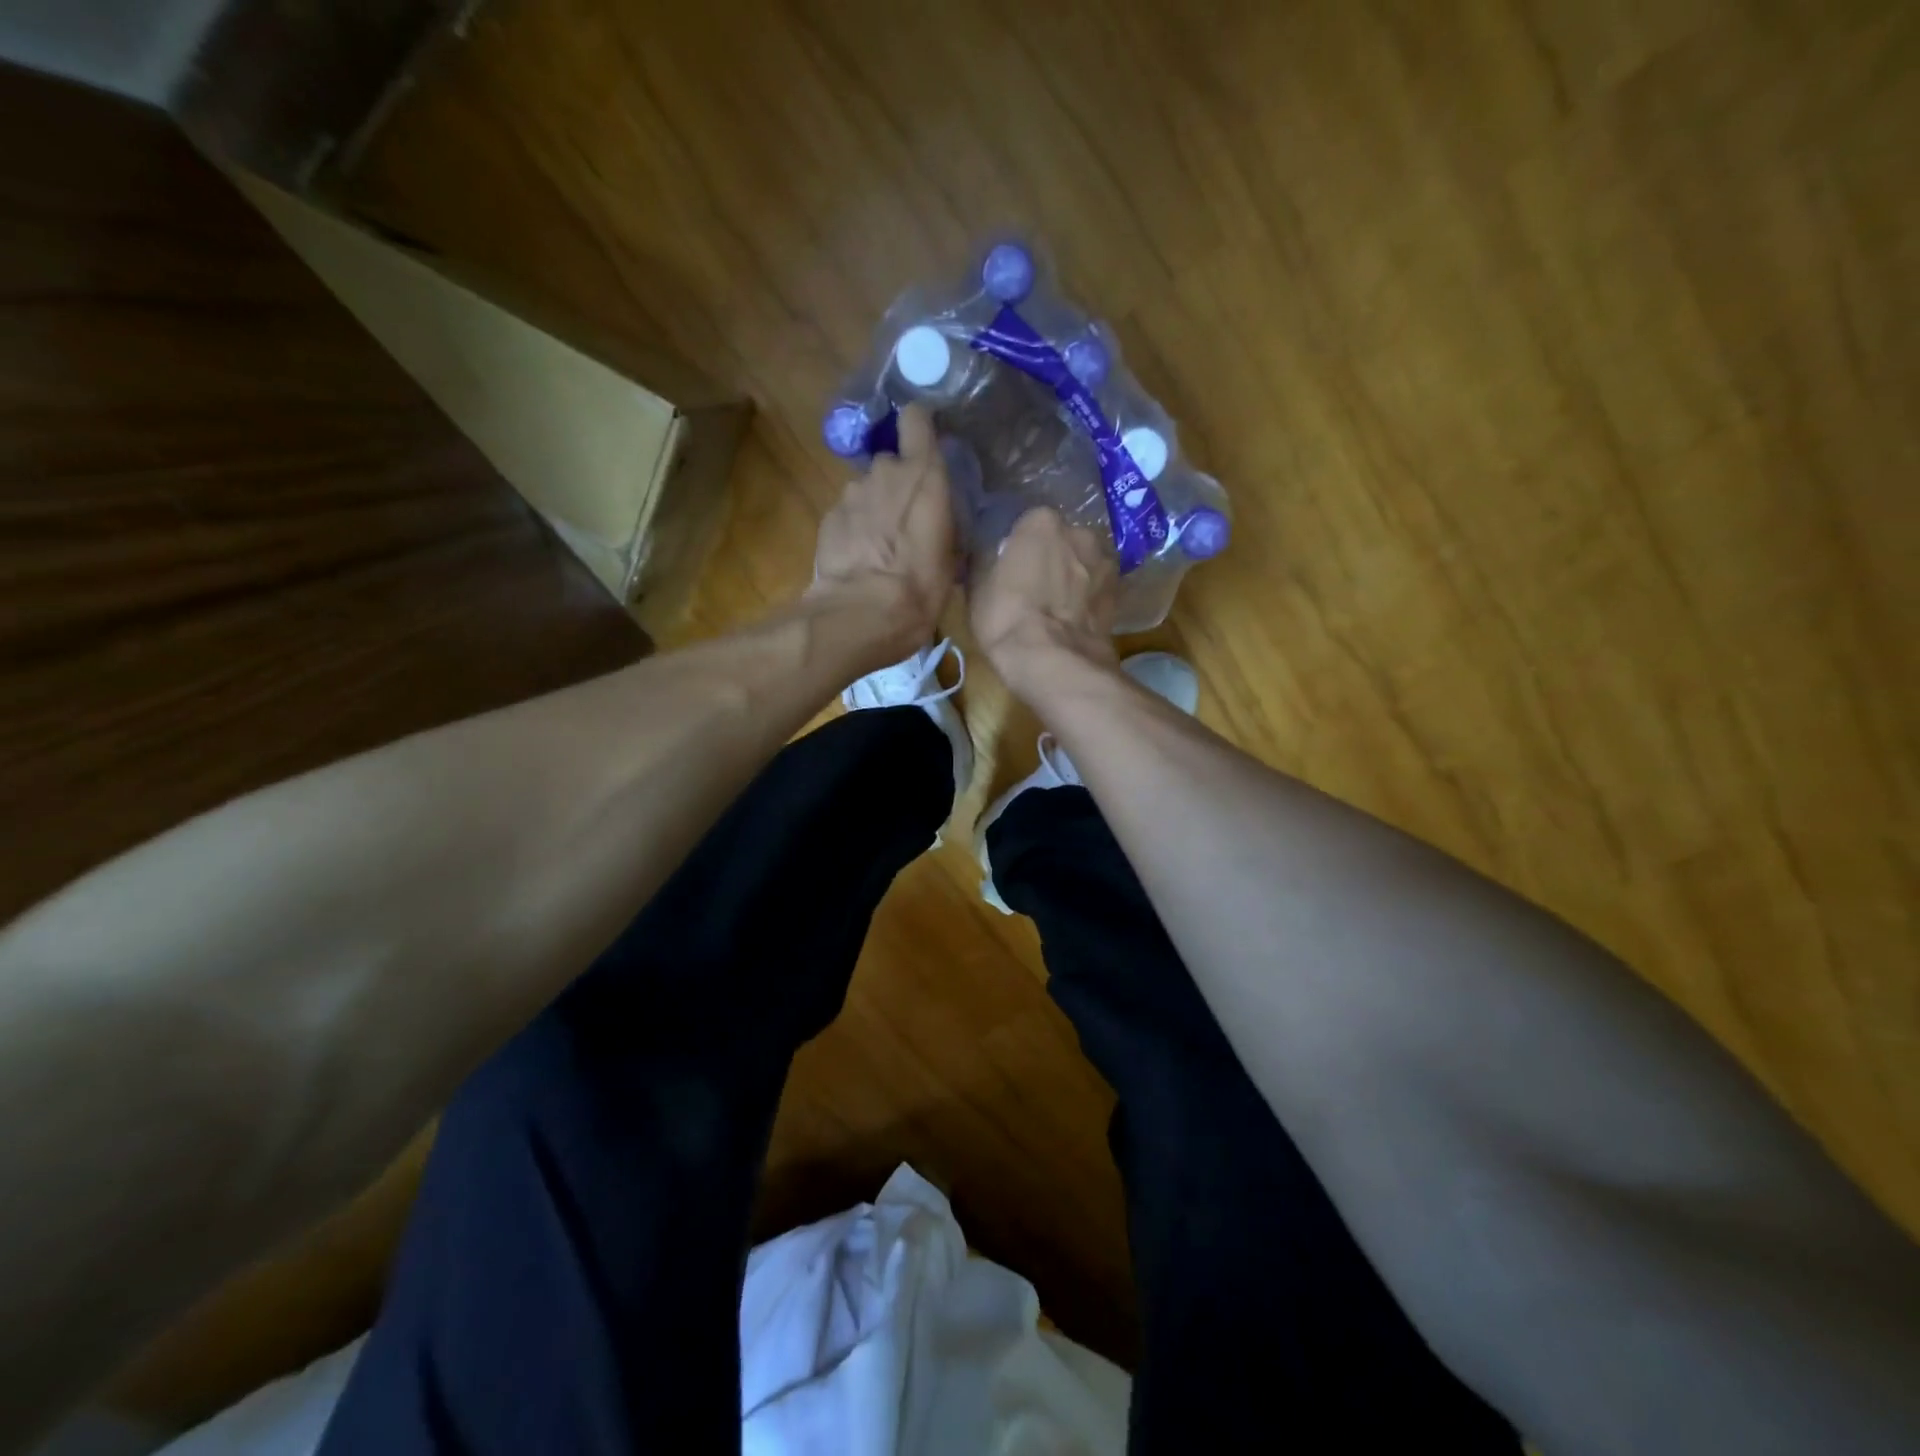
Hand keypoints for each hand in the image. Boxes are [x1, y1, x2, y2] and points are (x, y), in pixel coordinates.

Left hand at [811, 405, 956, 649]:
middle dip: (898, 485)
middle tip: (908, 521)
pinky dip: (854, 529)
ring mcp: (851, 493)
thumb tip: (942, 516)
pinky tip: (860, 559)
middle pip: (892, 464)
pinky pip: (848, 514)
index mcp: (924, 476)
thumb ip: (946, 521)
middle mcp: (885, 472)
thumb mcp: (952, 558)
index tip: (926, 440)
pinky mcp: (828, 516)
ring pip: (868, 491)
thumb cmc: (920, 588)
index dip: (920, 425)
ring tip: (882, 548)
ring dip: (875, 509)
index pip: (917, 419)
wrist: (861, 614)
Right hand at [969, 506, 1119, 700]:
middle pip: (1060, 542)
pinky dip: (1086, 599)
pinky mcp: (1119, 594)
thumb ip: (986, 559)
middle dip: (1050, 559)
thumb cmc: (1006, 617)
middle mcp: (1079, 532)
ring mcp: (1105, 562)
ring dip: (1072, 577)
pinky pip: (1095, 589)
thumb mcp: (977, 585)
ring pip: (1082, 564)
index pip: (1026, 525)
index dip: (1017, 549)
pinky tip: (1072, 619)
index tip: (1009, 568)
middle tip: (1033, 587)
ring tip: (1056, 607)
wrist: (1052, 660)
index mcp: (1041, 521)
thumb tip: (989, 554)